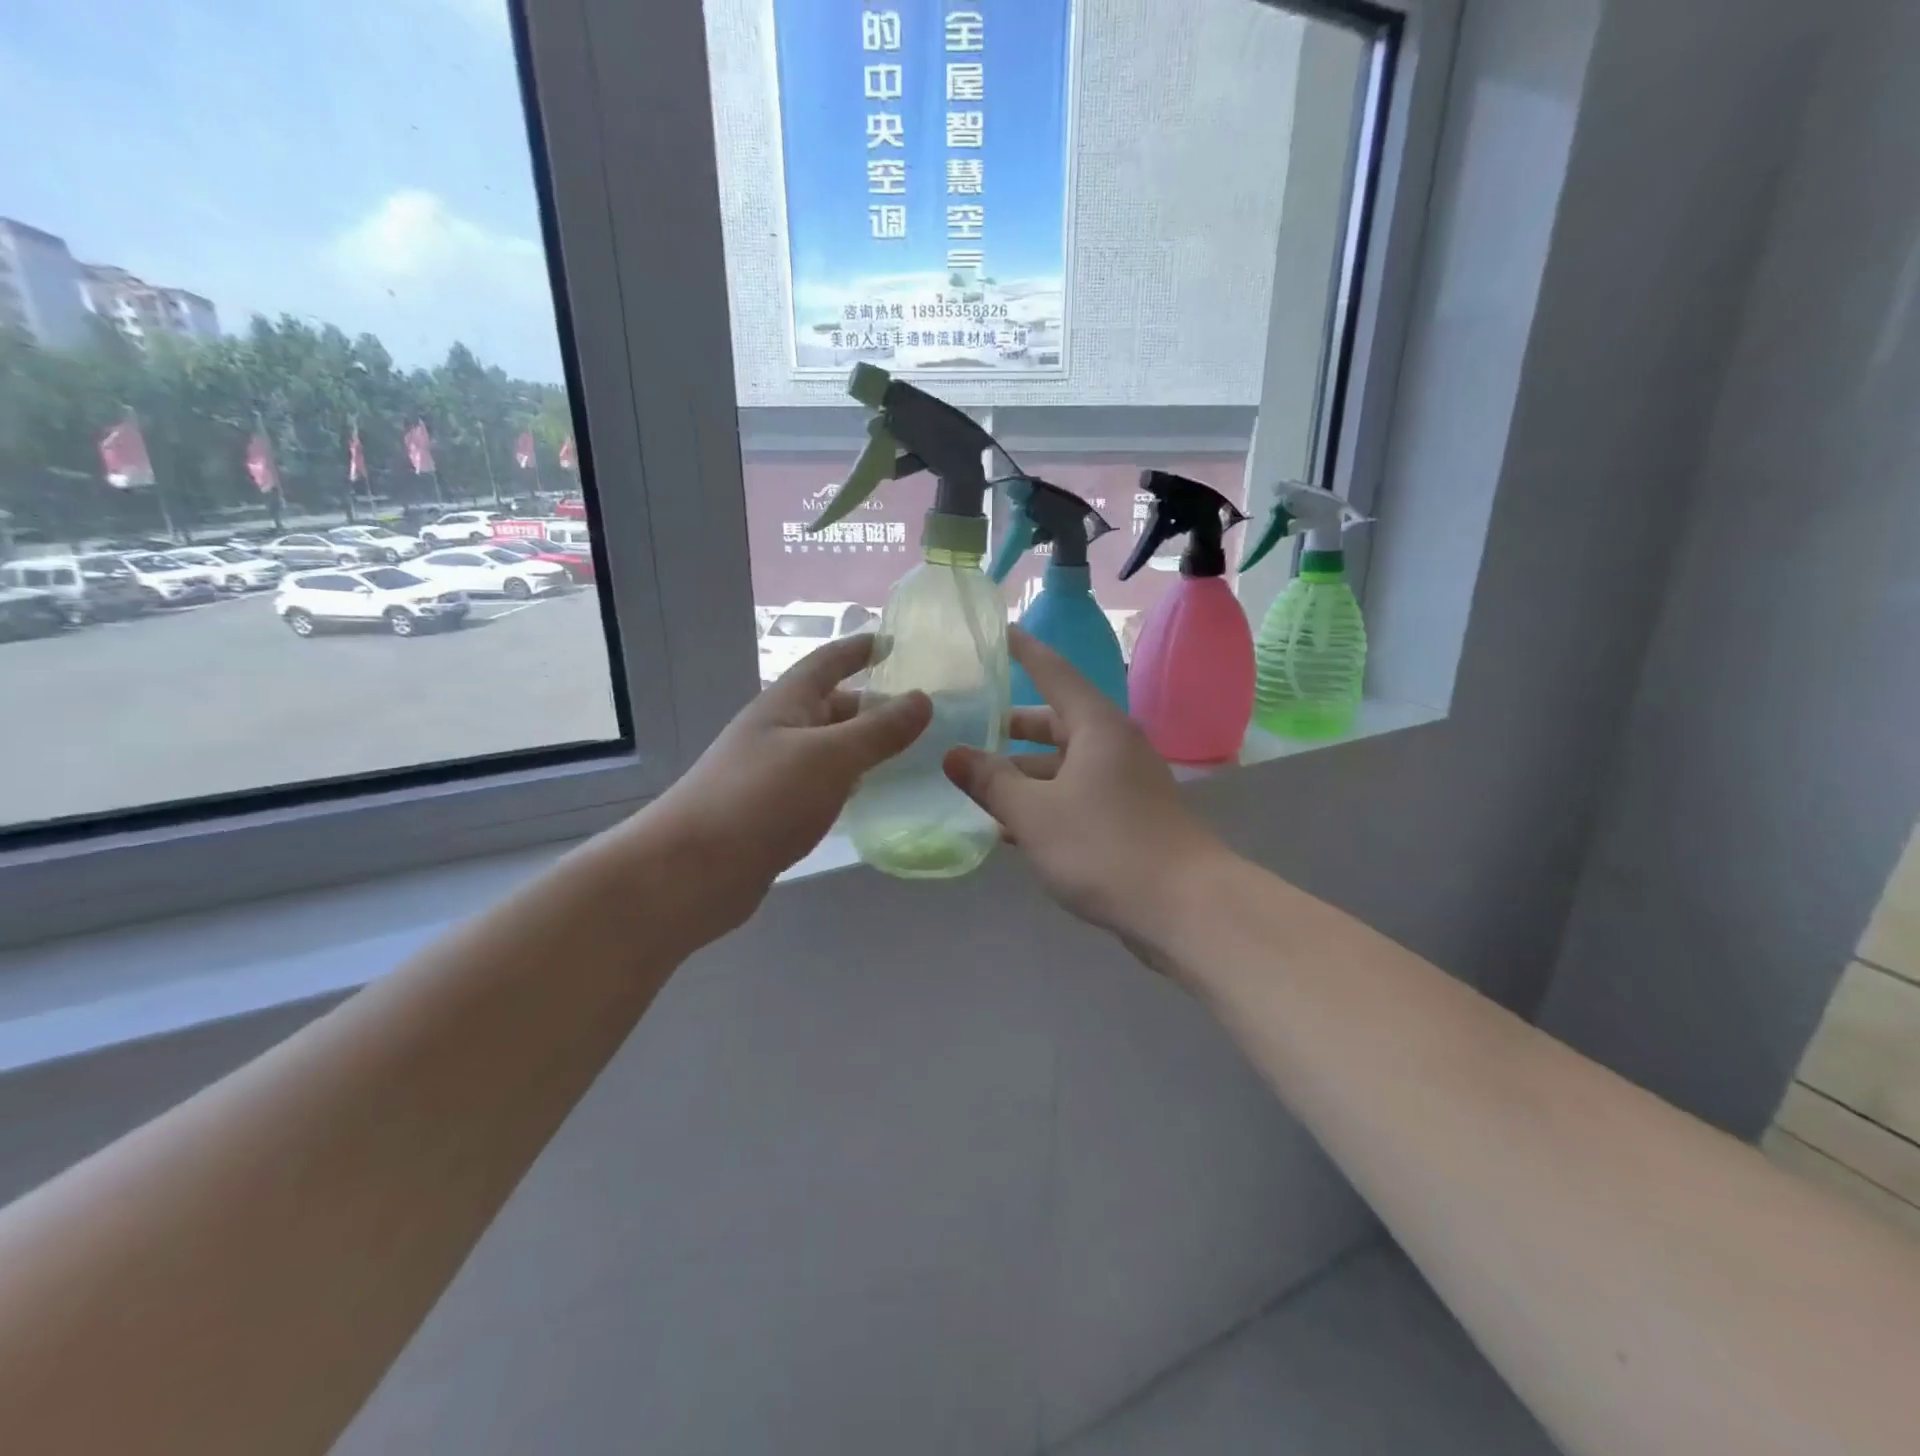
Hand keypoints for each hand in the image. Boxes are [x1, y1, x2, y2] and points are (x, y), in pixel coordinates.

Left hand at [646, 634, 929, 929]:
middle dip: (871, 705)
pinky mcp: (772, 812)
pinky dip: (846, 781)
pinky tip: (868, 795)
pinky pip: (819, 784)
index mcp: (785, 705)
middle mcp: (777, 732)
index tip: (894, 642)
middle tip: (919, 714)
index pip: (828, 663)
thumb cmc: (762, 799)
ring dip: (861, 745)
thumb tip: (923, 699)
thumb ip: (879, 730)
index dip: (860, 649)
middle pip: (830, 707)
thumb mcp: (830, 757)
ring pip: (827, 749)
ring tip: (906, 752)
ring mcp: (772, 774)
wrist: (691, 871)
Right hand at [942, 628, 1229, 939]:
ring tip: (978, 783)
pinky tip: (1011, 827)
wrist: (1185, 907)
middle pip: (1056, 722)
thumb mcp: (1035, 814)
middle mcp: (1114, 745)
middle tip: (969, 724)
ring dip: (1024, 772)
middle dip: (1013, 726)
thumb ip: (991, 782)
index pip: (1054, 672)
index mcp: (1096, 727)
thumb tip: (954, 755)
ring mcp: (1126, 782)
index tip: (1000, 630)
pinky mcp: (1130, 817)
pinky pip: (1077, 795)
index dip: (1025, 651)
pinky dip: (1045, 801)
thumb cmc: (1105, 847)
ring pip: (1064, 764)